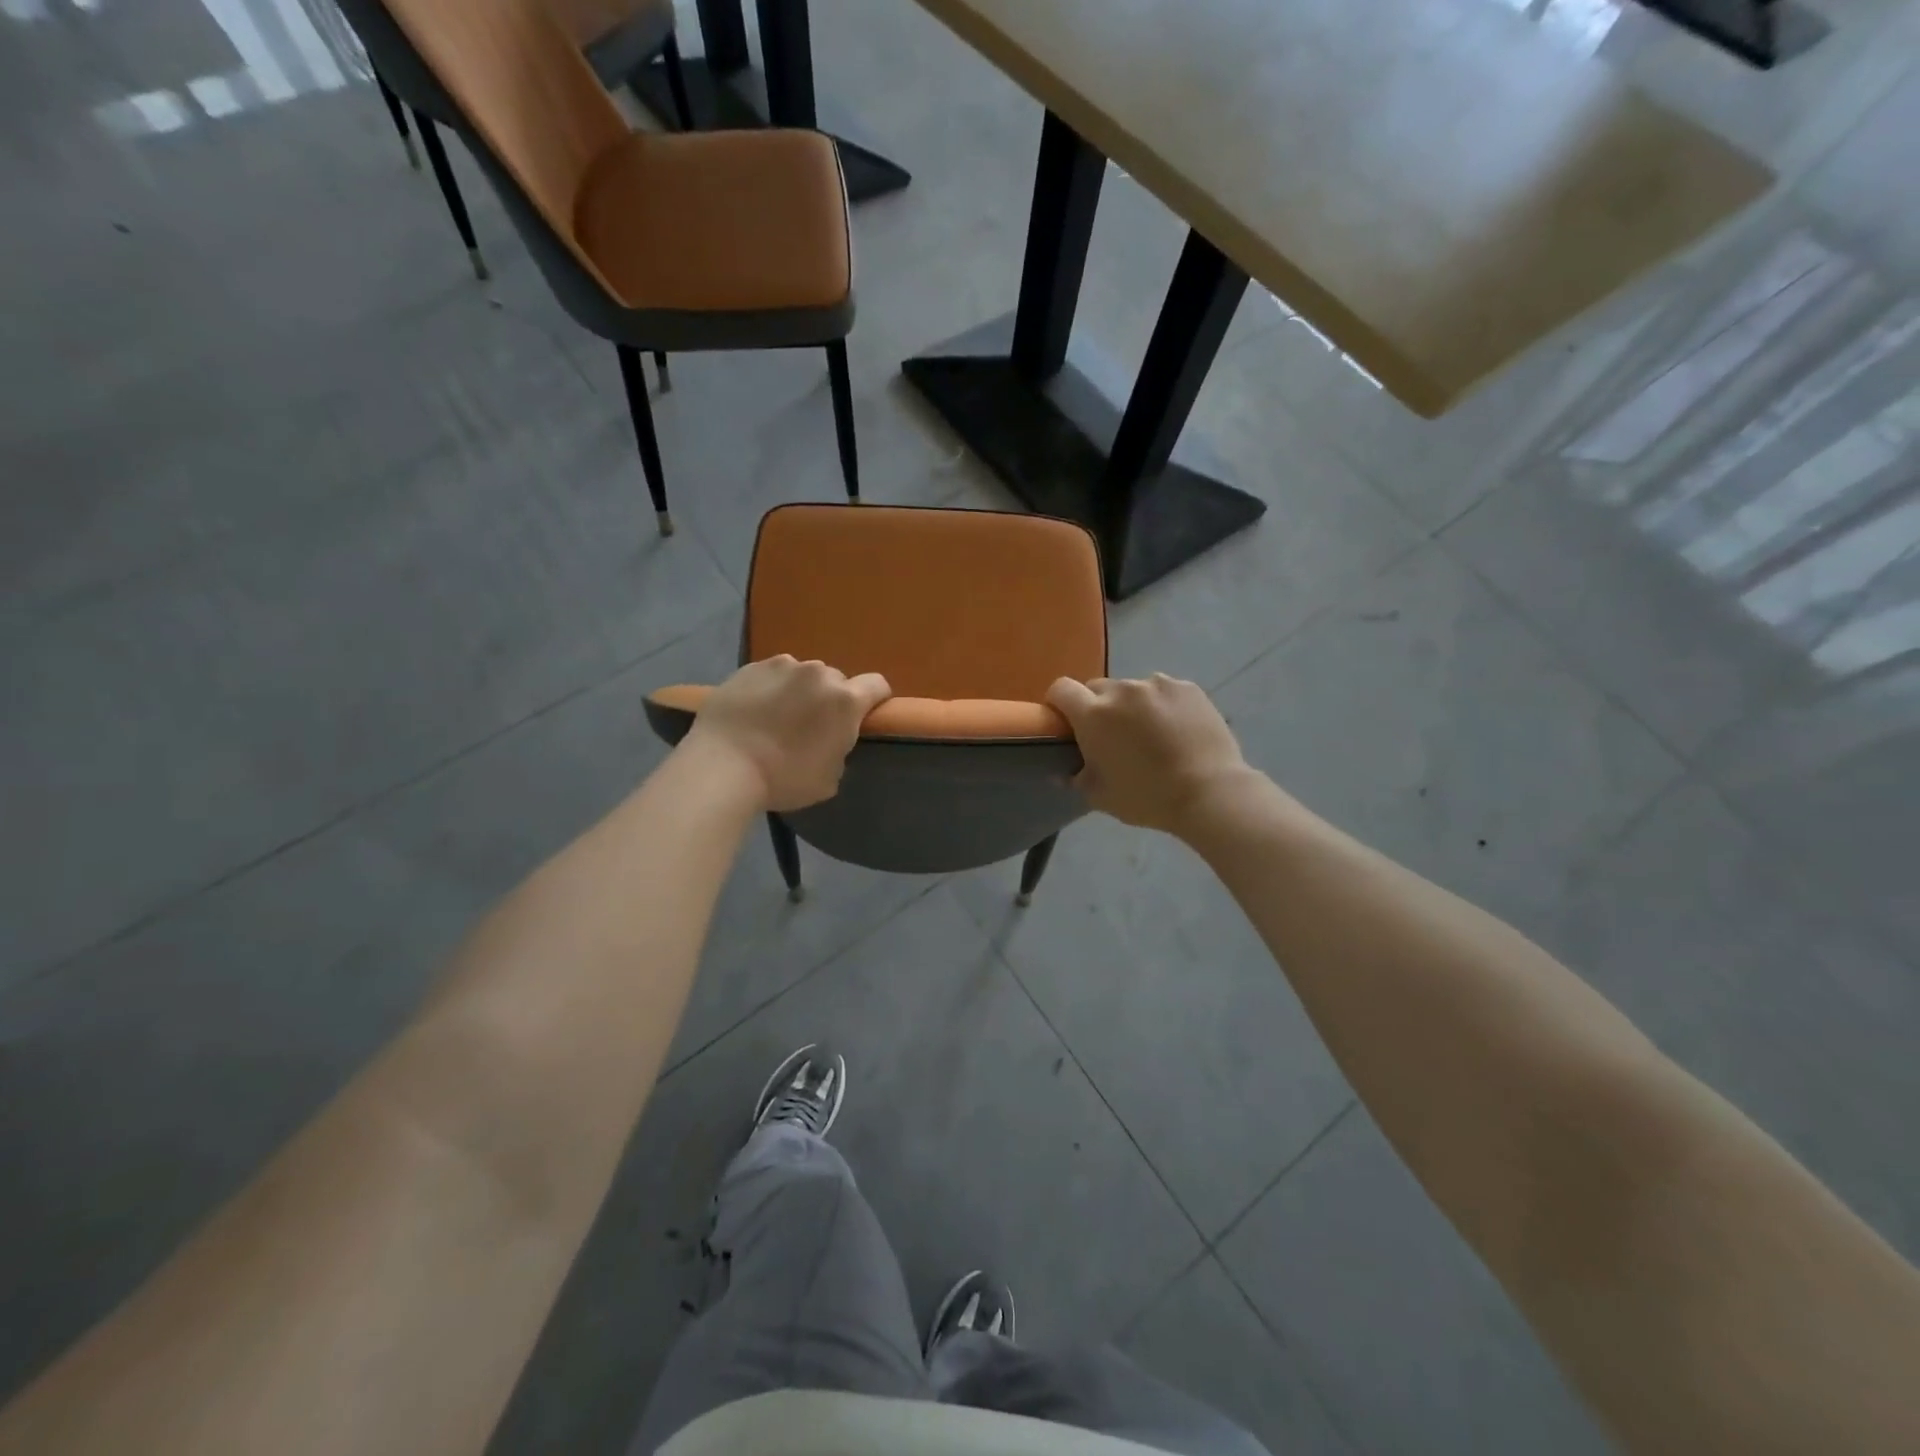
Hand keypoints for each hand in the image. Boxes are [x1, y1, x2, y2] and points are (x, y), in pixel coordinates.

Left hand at [686, 656, 891, 811]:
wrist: (722, 767)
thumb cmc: (783, 779)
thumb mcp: (829, 777)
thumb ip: (839, 749)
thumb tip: (830, 739)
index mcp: (845, 700)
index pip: (878, 685)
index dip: (875, 700)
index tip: (863, 718)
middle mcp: (818, 673)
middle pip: (836, 680)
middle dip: (830, 699)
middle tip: (811, 726)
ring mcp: (782, 666)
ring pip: (802, 675)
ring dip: (799, 691)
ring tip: (777, 717)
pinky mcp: (750, 666)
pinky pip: (772, 674)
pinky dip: (770, 688)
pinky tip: (754, 711)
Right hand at [1046, 674, 1252, 836]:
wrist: (1210, 793)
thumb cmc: (1147, 797)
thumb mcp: (1101, 797)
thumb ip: (1076, 778)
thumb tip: (1063, 771)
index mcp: (1094, 714)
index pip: (1061, 689)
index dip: (1059, 703)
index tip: (1067, 723)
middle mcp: (1122, 690)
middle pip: (1097, 688)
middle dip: (1097, 707)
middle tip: (1111, 735)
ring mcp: (1158, 685)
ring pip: (1133, 689)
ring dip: (1132, 705)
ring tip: (1151, 733)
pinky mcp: (1188, 688)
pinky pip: (1164, 691)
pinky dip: (1163, 705)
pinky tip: (1177, 730)